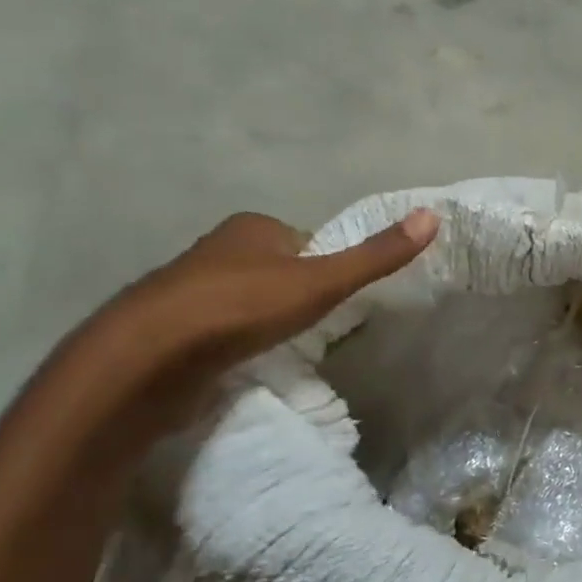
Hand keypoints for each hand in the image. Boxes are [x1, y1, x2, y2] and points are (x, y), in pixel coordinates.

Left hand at [61, 209, 439, 445]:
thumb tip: (433, 216)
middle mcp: (218, 249)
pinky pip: (222, 330)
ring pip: (248, 302)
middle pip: (278, 271)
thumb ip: (374, 256)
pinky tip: (246, 365)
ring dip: (267, 323)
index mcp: (252, 228)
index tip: (338, 304)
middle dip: (296, 298)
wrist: (148, 360)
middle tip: (315, 332)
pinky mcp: (171, 329)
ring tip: (283, 353)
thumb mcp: (321, 282)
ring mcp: (189, 289)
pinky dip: (239, 344)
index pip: (307, 243)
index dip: (328, 271)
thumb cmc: (241, 309)